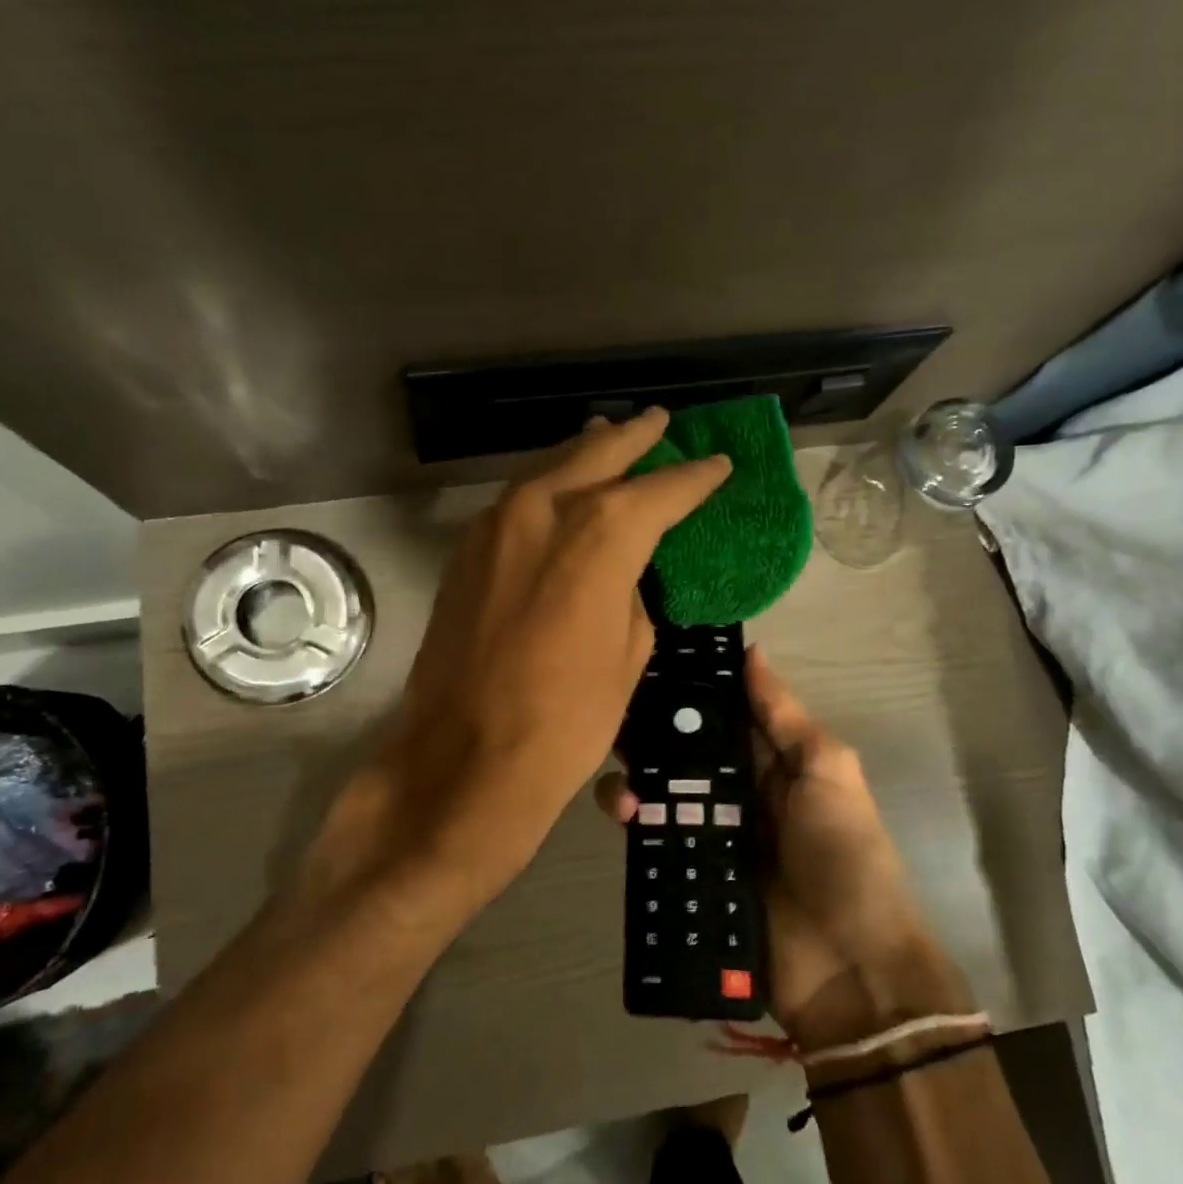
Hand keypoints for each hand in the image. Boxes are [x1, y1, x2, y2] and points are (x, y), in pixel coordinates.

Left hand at [380, 408, 730, 898]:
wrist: (466, 761)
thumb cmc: (566, 721)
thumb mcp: (628, 656)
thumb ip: (630, 596)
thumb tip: (621, 574)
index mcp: (599, 535)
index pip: (658, 492)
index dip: (694, 478)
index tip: (718, 465)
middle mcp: (542, 512)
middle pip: (596, 455)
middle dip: (634, 438)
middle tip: (660, 422)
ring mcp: (493, 527)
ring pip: (548, 471)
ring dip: (583, 453)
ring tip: (608, 436)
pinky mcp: (464, 553)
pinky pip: (514, 502)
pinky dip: (544, 488)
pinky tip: (558, 489)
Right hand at [595, 647, 970, 1049]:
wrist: (849, 968)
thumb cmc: (845, 856)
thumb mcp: (828, 773)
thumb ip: (785, 717)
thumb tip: (750, 652)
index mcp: (769, 762)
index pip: (718, 714)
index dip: (685, 690)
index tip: (642, 663)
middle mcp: (733, 792)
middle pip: (679, 753)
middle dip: (646, 735)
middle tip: (613, 721)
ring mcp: (708, 835)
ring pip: (656, 794)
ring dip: (631, 780)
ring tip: (622, 787)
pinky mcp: (688, 875)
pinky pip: (651, 841)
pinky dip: (630, 823)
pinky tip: (620, 815)